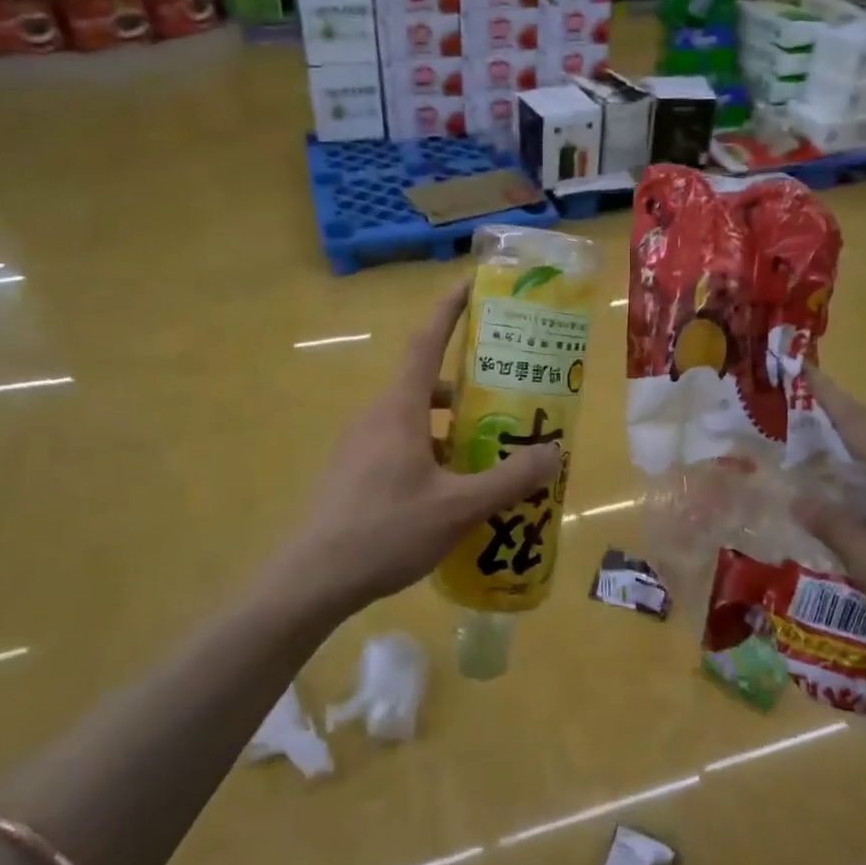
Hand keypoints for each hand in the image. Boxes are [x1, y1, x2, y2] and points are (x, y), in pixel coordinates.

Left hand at [294, 283, 561, 610]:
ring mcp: (359, 444)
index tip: (472, 284)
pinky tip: (451, 489)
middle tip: (508, 396)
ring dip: (450, 425)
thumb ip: (509, 479)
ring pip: (414, 418)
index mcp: (399, 409)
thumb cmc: (386, 531)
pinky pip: (399, 443)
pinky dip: (431, 449)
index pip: (426, 341)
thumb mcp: (458, 507)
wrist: (312, 579)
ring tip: (488, 451)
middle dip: (467, 384)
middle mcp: (377, 415)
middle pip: (426, 383)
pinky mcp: (352, 471)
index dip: (450, 309)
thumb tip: (553, 452)